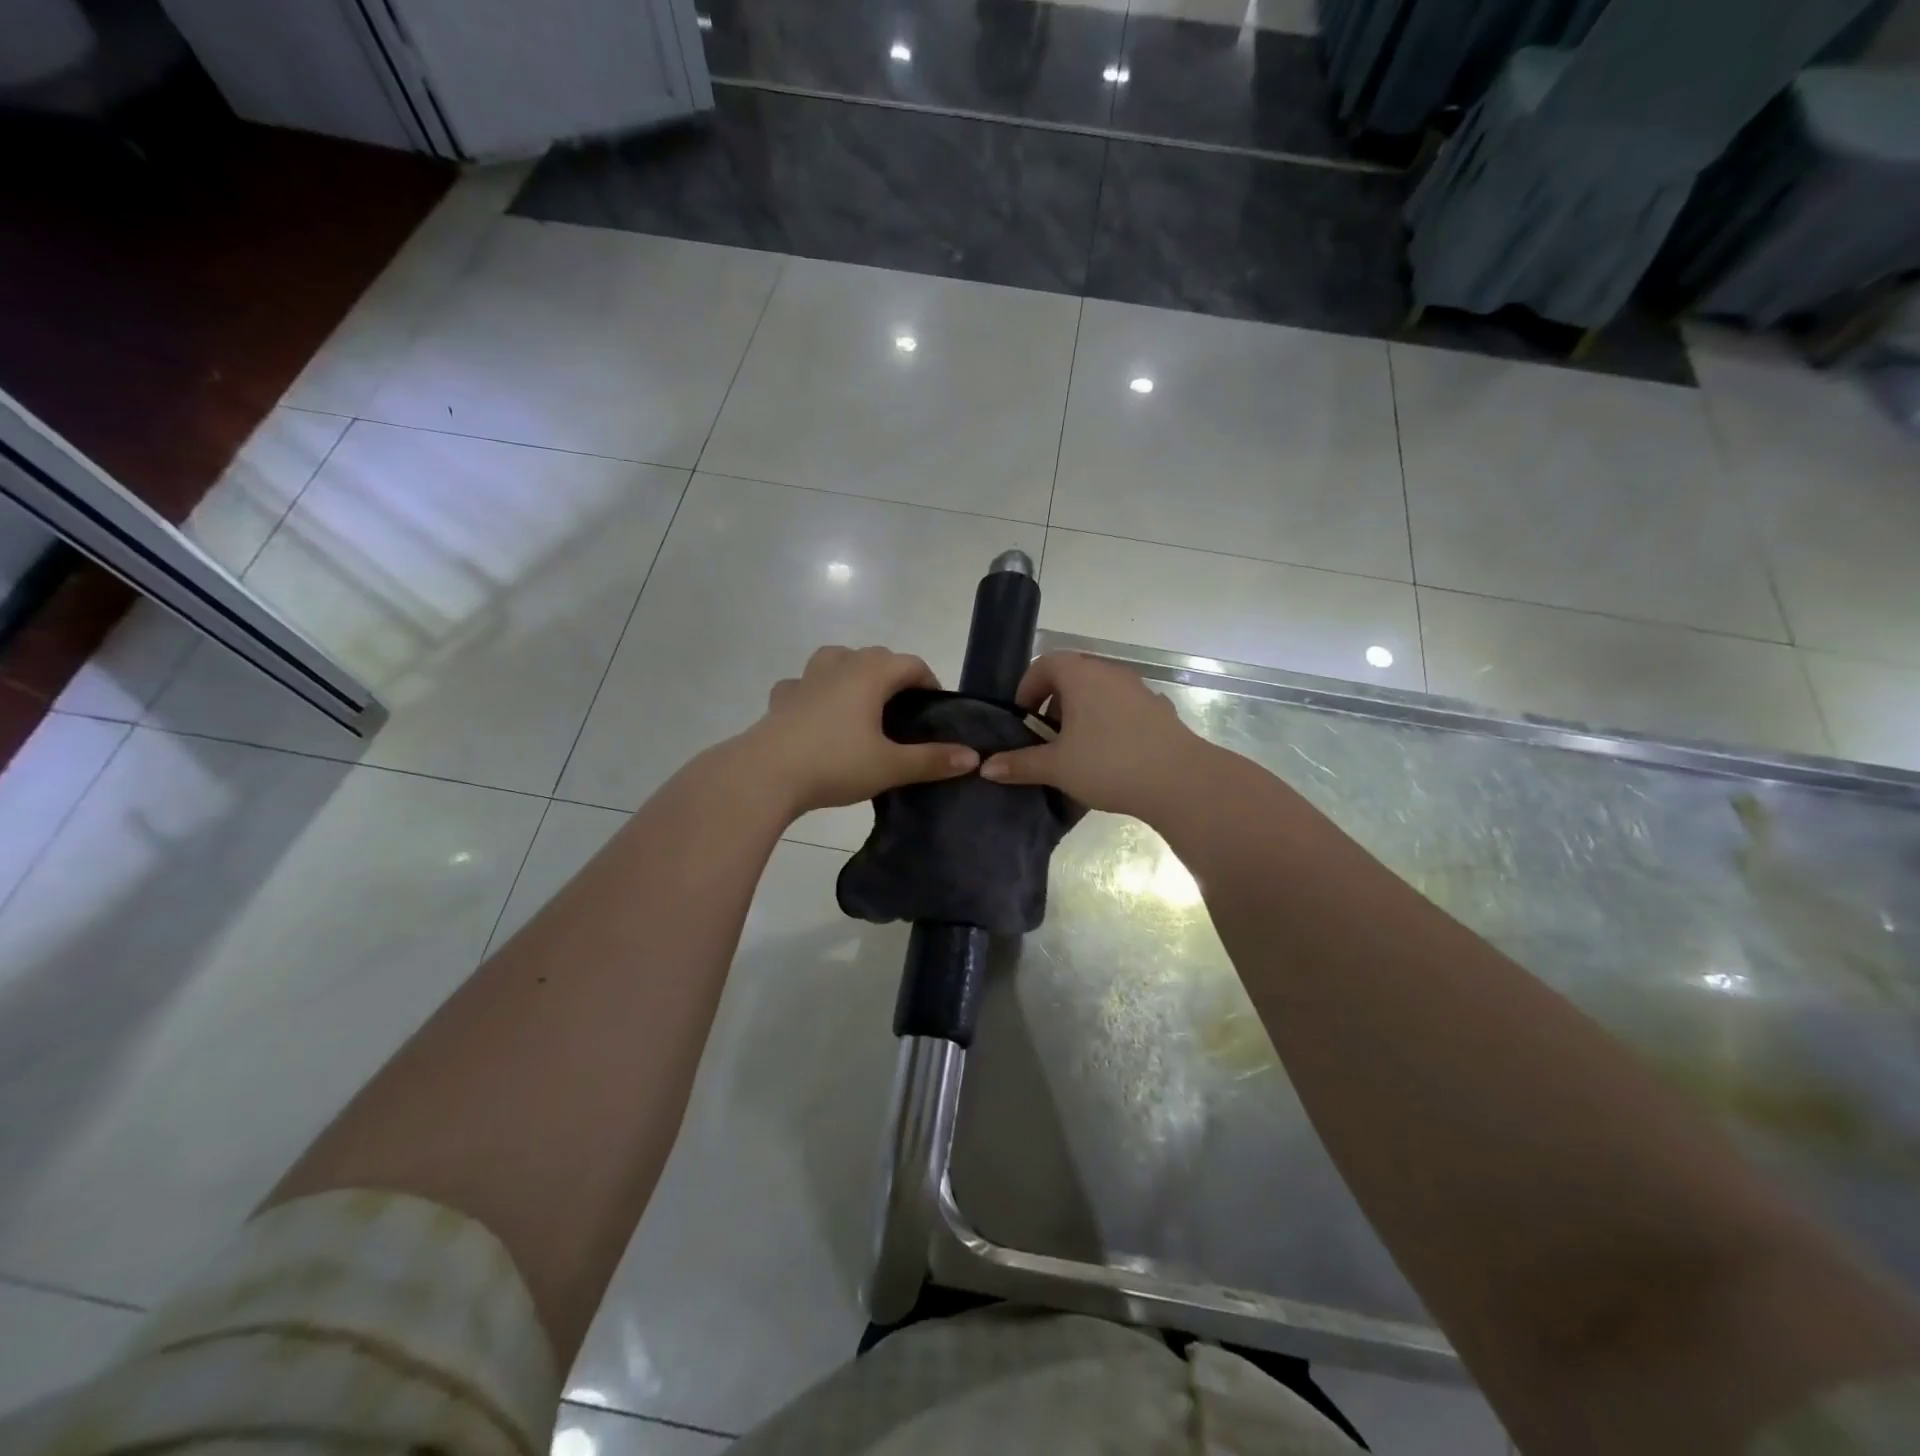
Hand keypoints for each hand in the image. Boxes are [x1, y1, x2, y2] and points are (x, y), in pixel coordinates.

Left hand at [744, 645, 978, 816]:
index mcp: (870, 674)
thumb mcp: (890, 766)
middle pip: (875, 656)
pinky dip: (815, 691)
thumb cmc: (834, 764)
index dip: (929, 682)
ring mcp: (805, 679)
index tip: (935, 709)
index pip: (910, 664)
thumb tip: (973, 757)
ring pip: (836, 659)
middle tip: (903, 712)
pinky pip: (803, 684)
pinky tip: (816, 715)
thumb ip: (932, 760)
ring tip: (861, 703)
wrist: (765, 775)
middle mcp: (839, 666)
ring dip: (853, 672)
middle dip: (894, 675)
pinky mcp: (781, 698)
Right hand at [980, 652, 1205, 820]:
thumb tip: (986, 767)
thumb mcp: (1057, 767)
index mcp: (1081, 675)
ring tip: (1076, 751)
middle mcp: (1110, 673)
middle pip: (1072, 676)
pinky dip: (1108, 724)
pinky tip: (1110, 757)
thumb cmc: (1109, 764)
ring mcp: (1139, 690)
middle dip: (1053, 704)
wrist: (1180, 780)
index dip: (1027, 689)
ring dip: (1081, 714)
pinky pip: (1122, 709)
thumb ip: (1019, 764)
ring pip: (1099, 693)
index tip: (1022, 720)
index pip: (1044, 664)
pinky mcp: (1159, 710)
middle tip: (1046, 739)